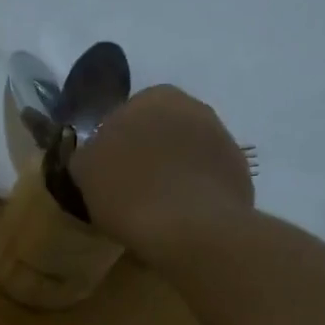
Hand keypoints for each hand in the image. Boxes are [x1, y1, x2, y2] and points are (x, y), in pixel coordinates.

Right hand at [69, 84, 253, 257]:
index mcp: (152, 97)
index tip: (107, 176)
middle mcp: (192, 106)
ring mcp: (221, 137)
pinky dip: (194, 192)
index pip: (124, 116)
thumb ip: (87, 154)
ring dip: (173, 172)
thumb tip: (93, 154)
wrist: (193, 228)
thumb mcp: (85, 172)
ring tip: (157, 208)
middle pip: (159, 131)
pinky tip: (182, 218)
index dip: (114, 147)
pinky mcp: (239, 170)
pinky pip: (206, 178)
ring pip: (185, 153)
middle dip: (147, 154)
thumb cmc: (130, 193)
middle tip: (131, 191)